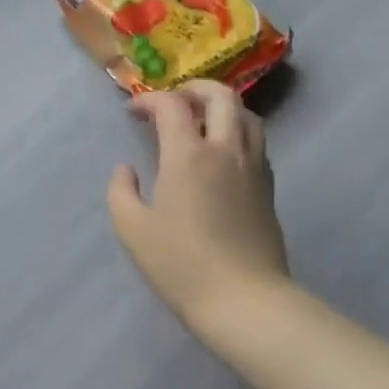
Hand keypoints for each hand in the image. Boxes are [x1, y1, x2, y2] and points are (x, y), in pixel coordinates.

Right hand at [107, 80, 288, 329]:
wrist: (244, 300)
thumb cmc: (181, 264)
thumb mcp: (132, 229)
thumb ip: (121, 192)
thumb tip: (125, 170)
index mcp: (189, 155)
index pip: (171, 106)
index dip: (149, 100)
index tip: (132, 112)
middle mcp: (226, 150)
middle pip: (220, 96)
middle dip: (193, 89)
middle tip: (173, 101)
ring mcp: (253, 167)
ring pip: (247, 115)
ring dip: (222, 107)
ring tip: (201, 121)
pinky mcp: (268, 187)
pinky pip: (256, 142)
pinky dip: (237, 131)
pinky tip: (221, 154)